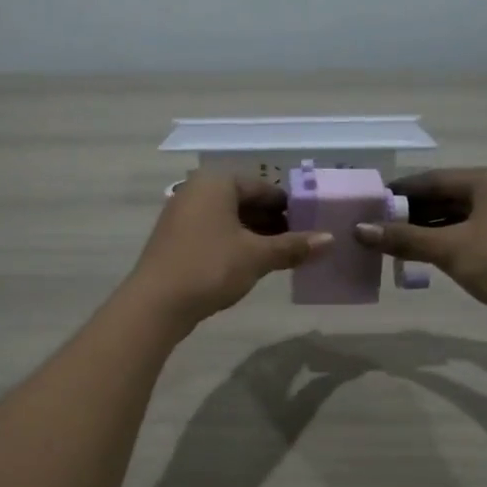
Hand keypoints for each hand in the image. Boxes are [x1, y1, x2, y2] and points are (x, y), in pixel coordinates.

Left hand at [128, 172, 331, 330]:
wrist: (156, 303)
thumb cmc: (210, 268)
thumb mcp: (257, 256)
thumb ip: (293, 246)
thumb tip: (330, 239)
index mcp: (217, 183)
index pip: (263, 187)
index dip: (290, 207)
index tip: (311, 226)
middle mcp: (196, 191)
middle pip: (245, 202)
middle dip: (273, 222)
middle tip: (301, 243)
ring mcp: (182, 215)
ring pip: (229, 219)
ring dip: (256, 236)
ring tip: (283, 257)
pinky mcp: (176, 239)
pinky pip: (214, 233)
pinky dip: (235, 244)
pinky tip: (252, 264)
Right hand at [353, 168, 486, 344]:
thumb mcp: (452, 250)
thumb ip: (405, 239)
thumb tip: (360, 230)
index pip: (433, 179)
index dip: (399, 192)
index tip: (368, 204)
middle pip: (445, 197)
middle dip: (410, 214)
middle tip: (374, 228)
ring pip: (457, 220)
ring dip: (426, 232)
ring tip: (390, 246)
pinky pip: (469, 238)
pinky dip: (445, 246)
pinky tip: (422, 260)